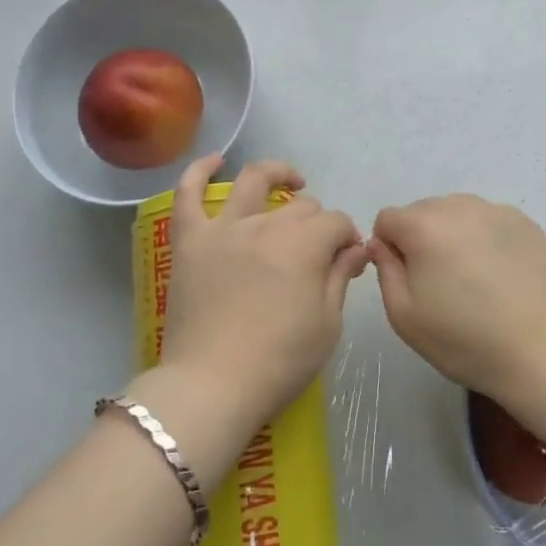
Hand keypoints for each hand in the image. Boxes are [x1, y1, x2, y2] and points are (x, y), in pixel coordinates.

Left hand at [157, 155, 365, 432]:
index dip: (347, 238)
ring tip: (291, 180)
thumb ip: (341, 277)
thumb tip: (356, 247)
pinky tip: (215, 160)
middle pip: (300, 206)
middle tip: (319, 248)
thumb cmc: (279, 361)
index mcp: (304, 245)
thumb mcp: (327, 324)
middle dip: (318, 221)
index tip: (349, 259)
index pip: (336, 223)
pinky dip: (200, 170)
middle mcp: (266, 224)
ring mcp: (224, 228)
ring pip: (254, 181)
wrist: (212, 386)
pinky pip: (188, 194)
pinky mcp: (190, 240)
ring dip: (277, 173)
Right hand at [369, 195, 545, 401]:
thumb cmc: (465, 339)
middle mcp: (458, 207)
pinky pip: (488, 220)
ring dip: (453, 235)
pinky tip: (499, 273)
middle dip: (422, 238)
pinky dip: (484, 237)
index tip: (408, 279)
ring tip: (472, 277)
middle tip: (440, 282)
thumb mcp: (404, 316)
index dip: (389, 248)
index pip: (388, 219)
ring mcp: (495, 210)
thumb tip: (382, 244)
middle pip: (422, 212)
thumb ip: (385, 270)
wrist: (542, 351)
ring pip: (456, 212)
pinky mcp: (524, 221)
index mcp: (424, 226)